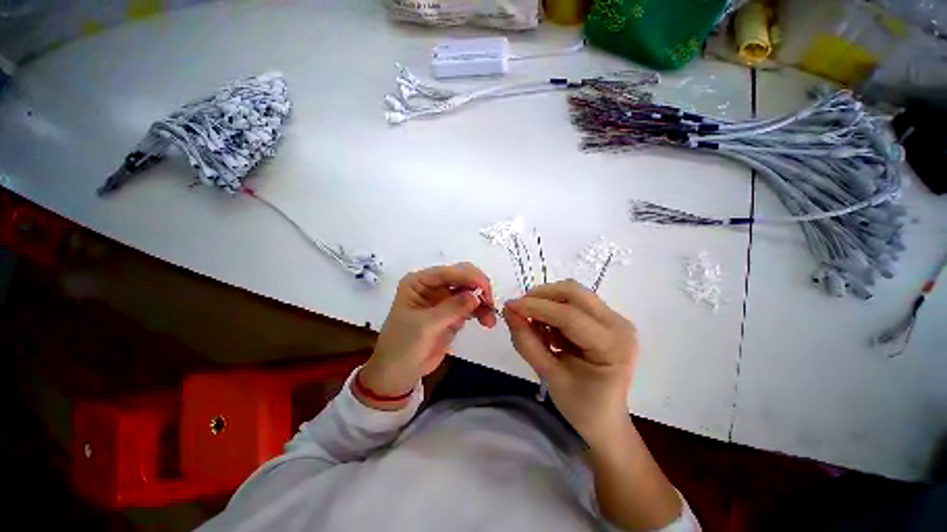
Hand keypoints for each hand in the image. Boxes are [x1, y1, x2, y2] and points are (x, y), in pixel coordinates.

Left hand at [357, 263, 495, 409]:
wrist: (398, 374)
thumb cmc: (403, 346)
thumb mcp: (425, 326)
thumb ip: (452, 308)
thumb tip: (477, 295)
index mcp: (419, 282)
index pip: (448, 272)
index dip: (469, 277)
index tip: (486, 289)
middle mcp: (433, 286)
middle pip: (462, 277)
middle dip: (478, 287)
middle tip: (490, 303)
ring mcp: (443, 299)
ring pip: (470, 291)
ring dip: (482, 302)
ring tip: (490, 320)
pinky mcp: (452, 313)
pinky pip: (471, 306)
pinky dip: (481, 312)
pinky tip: (487, 323)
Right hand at [504, 280, 637, 445]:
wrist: (605, 420)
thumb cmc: (580, 406)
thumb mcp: (549, 375)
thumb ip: (526, 342)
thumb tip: (509, 311)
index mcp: (612, 346)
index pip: (569, 316)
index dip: (536, 307)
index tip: (509, 306)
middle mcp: (619, 325)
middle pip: (574, 292)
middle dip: (541, 296)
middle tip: (519, 309)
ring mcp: (615, 319)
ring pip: (573, 293)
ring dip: (547, 300)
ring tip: (534, 323)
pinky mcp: (607, 318)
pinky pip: (575, 301)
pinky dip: (554, 307)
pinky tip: (548, 327)